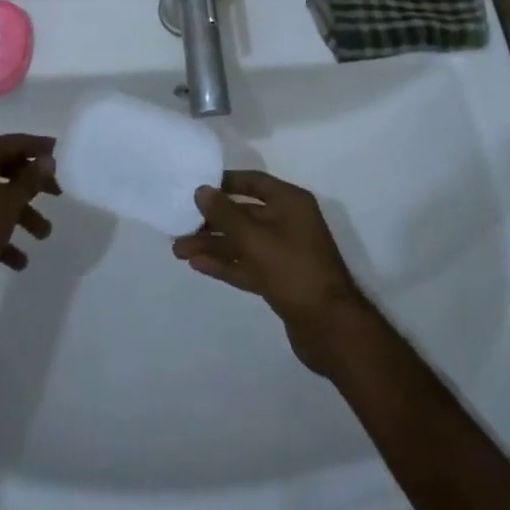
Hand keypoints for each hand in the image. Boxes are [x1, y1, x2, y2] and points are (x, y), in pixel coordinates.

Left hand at [0, 134, 58, 320]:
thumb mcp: (10, 202)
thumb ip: (31, 178)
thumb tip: (47, 159)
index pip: (14, 142)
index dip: (38, 147)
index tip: (58, 152)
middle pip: (7, 169)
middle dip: (33, 185)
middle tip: (57, 195)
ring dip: (22, 215)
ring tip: (43, 235)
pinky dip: (2, 236)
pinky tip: (19, 260)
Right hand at [172, 170, 372, 373]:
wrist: (330, 328)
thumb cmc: (294, 270)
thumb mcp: (256, 239)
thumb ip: (226, 215)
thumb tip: (201, 190)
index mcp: (290, 202)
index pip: (254, 181)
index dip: (226, 182)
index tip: (198, 186)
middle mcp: (288, 222)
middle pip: (244, 214)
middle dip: (213, 221)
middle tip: (179, 226)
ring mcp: (284, 253)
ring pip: (243, 243)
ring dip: (214, 245)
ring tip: (179, 250)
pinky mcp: (279, 280)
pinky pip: (248, 265)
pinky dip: (226, 265)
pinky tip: (199, 265)